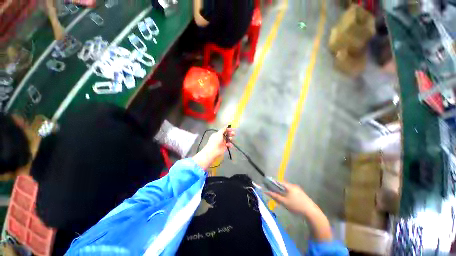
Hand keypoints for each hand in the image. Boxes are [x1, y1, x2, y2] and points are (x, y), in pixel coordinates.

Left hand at [204, 127, 234, 158]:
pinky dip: (229, 144)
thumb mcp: (219, 133)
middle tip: (233, 134)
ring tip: (230, 139)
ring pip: (228, 139)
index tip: (232, 129)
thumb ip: (223, 129)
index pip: (224, 130)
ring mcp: (222, 142)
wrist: (213, 150)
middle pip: (227, 134)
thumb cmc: (215, 141)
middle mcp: (220, 138)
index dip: (228, 129)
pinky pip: (229, 144)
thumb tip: (226, 126)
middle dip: (230, 133)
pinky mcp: (224, 147)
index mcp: (218, 134)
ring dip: (230, 138)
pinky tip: (228, 145)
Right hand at [265, 181, 315, 215]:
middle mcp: (293, 185)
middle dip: (277, 188)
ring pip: (287, 188)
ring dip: (283, 191)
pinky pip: (291, 191)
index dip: (273, 183)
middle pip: (283, 185)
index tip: (268, 186)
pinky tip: (288, 200)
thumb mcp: (284, 202)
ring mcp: (298, 189)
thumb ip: (275, 196)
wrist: (311, 212)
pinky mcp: (301, 193)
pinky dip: (287, 193)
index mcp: (289, 186)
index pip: (278, 182)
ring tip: (280, 198)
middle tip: (274, 194)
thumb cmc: (296, 206)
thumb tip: (266, 192)